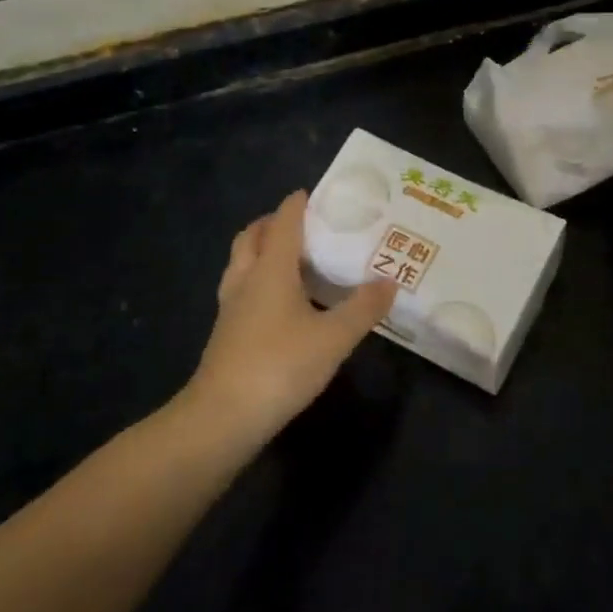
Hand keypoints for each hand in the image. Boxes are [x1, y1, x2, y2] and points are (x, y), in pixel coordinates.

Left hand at [184, 190, 396, 442]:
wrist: (222, 418)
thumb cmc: (280, 366)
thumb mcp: (333, 338)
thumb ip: (363, 308)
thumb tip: (390, 282)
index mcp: (270, 269)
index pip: (283, 222)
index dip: (298, 204)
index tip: (315, 193)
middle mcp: (246, 279)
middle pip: (252, 236)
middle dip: (273, 223)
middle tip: (302, 225)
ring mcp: (231, 307)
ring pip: (242, 263)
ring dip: (262, 250)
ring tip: (292, 260)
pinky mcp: (226, 332)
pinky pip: (241, 289)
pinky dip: (258, 280)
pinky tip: (280, 303)